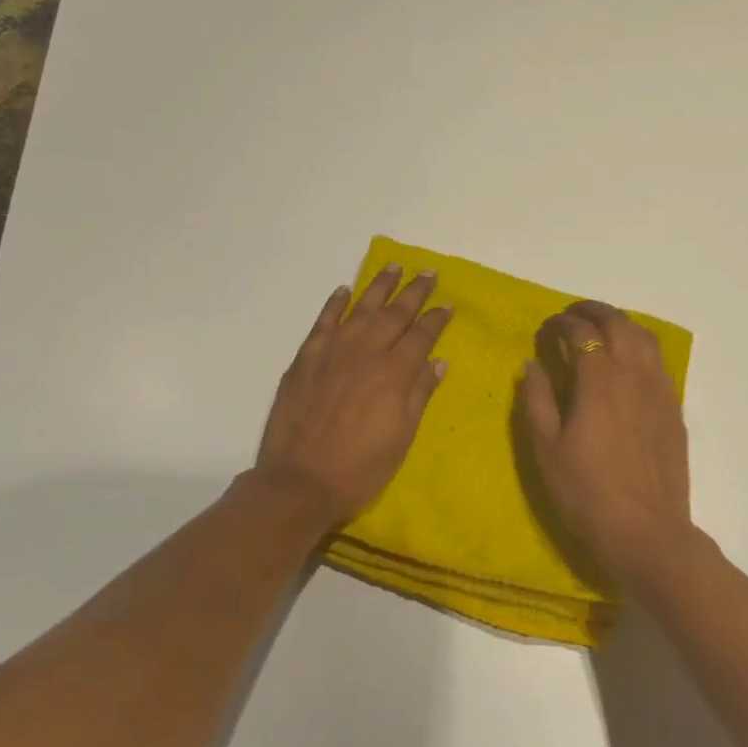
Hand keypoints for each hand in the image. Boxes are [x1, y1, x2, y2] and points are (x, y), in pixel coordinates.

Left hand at [255, 265, 452, 529]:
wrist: (299, 480)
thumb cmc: (360, 467)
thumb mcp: (401, 436)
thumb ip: (419, 393)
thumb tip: (438, 360)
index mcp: (394, 373)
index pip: (421, 336)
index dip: (436, 318)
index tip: (447, 303)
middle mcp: (365, 352)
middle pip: (394, 314)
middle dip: (414, 292)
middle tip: (428, 272)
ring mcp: (332, 351)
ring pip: (361, 308)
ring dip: (379, 286)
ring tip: (394, 266)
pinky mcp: (306, 358)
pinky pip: (323, 321)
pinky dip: (335, 303)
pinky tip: (344, 290)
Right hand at [521, 301, 693, 583]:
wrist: (646, 531)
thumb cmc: (586, 492)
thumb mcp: (546, 448)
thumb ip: (536, 399)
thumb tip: (532, 364)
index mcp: (599, 379)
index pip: (581, 331)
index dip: (561, 323)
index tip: (546, 328)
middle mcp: (634, 373)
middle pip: (618, 323)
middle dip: (592, 311)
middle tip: (572, 315)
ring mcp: (660, 390)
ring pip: (644, 337)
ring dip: (620, 323)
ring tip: (601, 330)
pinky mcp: (674, 408)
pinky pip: (659, 361)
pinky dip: (639, 347)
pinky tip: (628, 362)